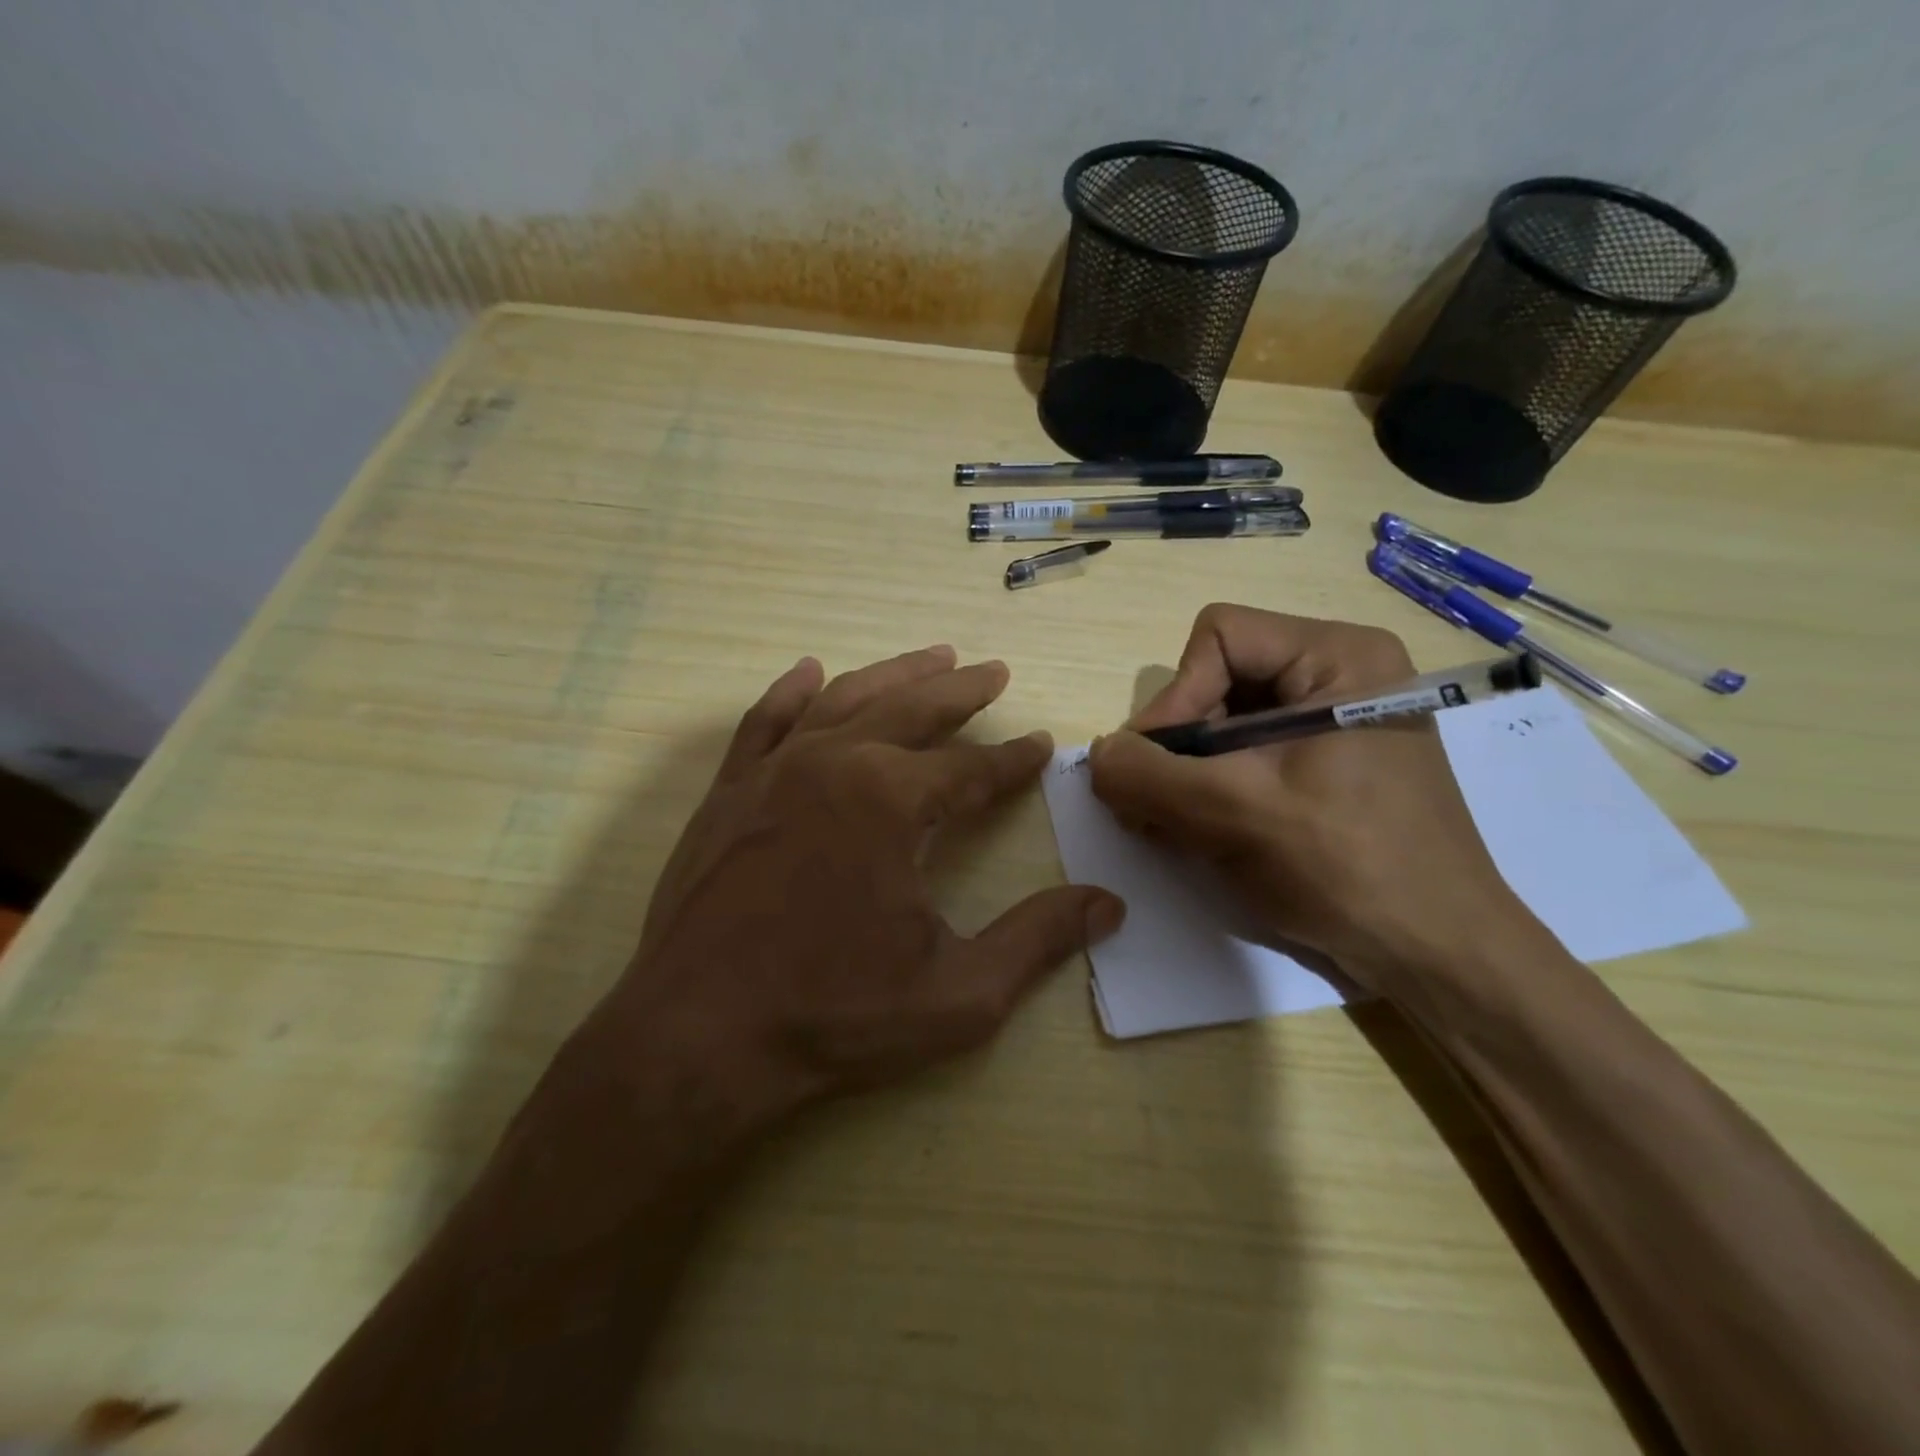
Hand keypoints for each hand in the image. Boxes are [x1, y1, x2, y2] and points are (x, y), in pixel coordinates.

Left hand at [590, 646, 1125, 1127]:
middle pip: (912, 709)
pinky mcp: (728, 793)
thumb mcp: (959, 993)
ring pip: (845, 699)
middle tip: (994, 671)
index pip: (971, 767)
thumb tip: (1109, 904)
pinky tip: (811, 671)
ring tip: (933, 657)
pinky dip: (792, 692)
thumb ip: (1038, 940)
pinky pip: (765, 722)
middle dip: (961, 690)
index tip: (1041, 746)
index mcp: (891, 800)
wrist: (698, 1040)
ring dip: (894, 674)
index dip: (1013, 760)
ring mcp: (773, 772)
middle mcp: (833, 764)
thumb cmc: (834, 1017)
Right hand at [1088, 605, 1532, 996]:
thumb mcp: (1235, 814)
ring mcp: (1333, 721)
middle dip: (1177, 745)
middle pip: (1217, 680)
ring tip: (1169, 826)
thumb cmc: (1348, 868)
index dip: (1176, 698)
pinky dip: (1211, 788)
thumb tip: (1096, 755)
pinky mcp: (1326, 764)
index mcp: (1338, 656)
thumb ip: (1149, 776)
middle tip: (1150, 805)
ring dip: (1186, 773)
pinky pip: (1246, 755)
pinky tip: (1199, 831)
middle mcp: (1337, 674)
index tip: (1156, 768)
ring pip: (1224, 722)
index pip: (1218, 639)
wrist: (1437, 954)